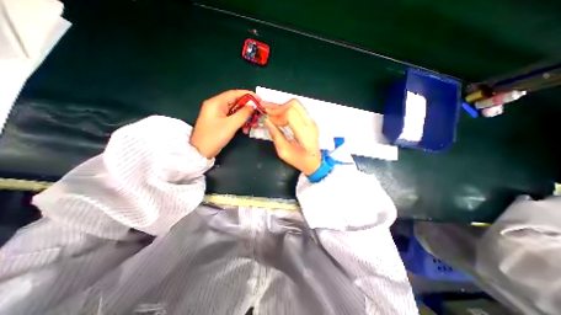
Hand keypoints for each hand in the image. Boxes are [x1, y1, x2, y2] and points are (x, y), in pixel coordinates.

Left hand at [189, 90, 256, 158]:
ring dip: (245, 117)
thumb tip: (252, 106)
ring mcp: (218, 114)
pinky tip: (245, 129)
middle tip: (258, 114)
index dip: (248, 95)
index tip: (260, 100)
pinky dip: (240, 122)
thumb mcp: (230, 125)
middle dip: (248, 109)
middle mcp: (217, 105)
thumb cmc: (214, 137)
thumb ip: (243, 114)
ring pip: (236, 111)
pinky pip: (233, 118)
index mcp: (216, 103)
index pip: (234, 94)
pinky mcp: (220, 121)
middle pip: (236, 103)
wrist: (200, 152)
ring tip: (253, 125)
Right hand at [263, 100, 318, 175]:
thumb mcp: (284, 152)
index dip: (277, 115)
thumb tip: (266, 121)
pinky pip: (297, 109)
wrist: (314, 163)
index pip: (290, 114)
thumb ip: (275, 135)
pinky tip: (277, 112)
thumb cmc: (300, 160)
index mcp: (305, 133)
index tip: (268, 120)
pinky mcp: (309, 121)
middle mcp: (310, 124)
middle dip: (278, 107)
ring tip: (269, 110)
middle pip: (294, 105)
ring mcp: (311, 121)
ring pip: (296, 104)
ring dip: (281, 106)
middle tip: (266, 111)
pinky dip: (286, 109)